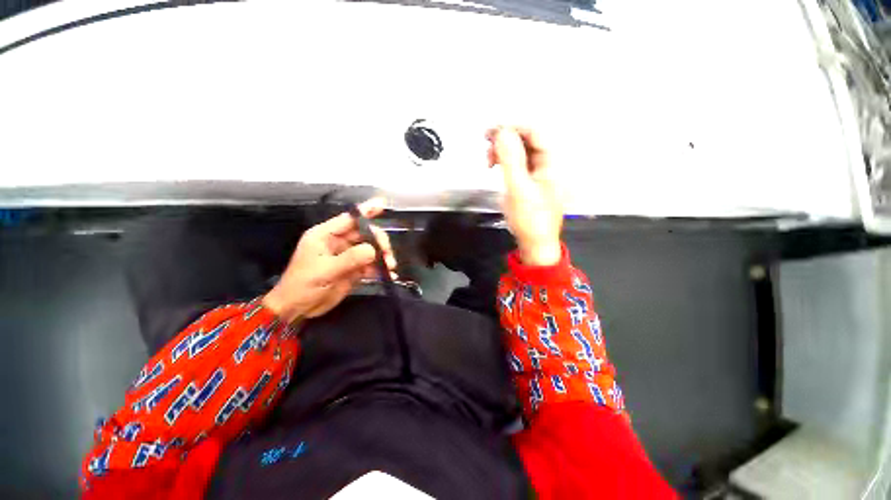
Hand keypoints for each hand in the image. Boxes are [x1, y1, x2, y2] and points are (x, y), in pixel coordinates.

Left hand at [262, 197, 396, 322]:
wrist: (298, 309)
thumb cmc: (303, 285)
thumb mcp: (325, 270)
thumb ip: (350, 258)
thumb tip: (374, 250)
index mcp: (325, 235)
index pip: (349, 219)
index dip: (366, 211)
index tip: (382, 204)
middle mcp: (338, 242)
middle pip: (365, 234)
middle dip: (379, 242)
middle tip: (388, 256)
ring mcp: (347, 256)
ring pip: (371, 249)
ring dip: (383, 256)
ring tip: (390, 267)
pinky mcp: (354, 270)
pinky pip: (371, 265)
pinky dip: (381, 269)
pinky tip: (389, 275)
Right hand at [488, 126, 562, 265]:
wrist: (535, 243)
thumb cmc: (529, 219)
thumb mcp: (518, 188)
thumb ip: (510, 159)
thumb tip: (501, 132)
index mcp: (551, 162)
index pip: (534, 131)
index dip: (512, 126)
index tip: (490, 131)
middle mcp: (548, 163)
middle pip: (527, 139)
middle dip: (506, 138)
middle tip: (485, 144)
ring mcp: (539, 172)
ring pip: (521, 150)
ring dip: (503, 150)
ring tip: (488, 159)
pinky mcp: (531, 181)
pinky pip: (518, 163)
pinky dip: (505, 161)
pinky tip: (496, 166)